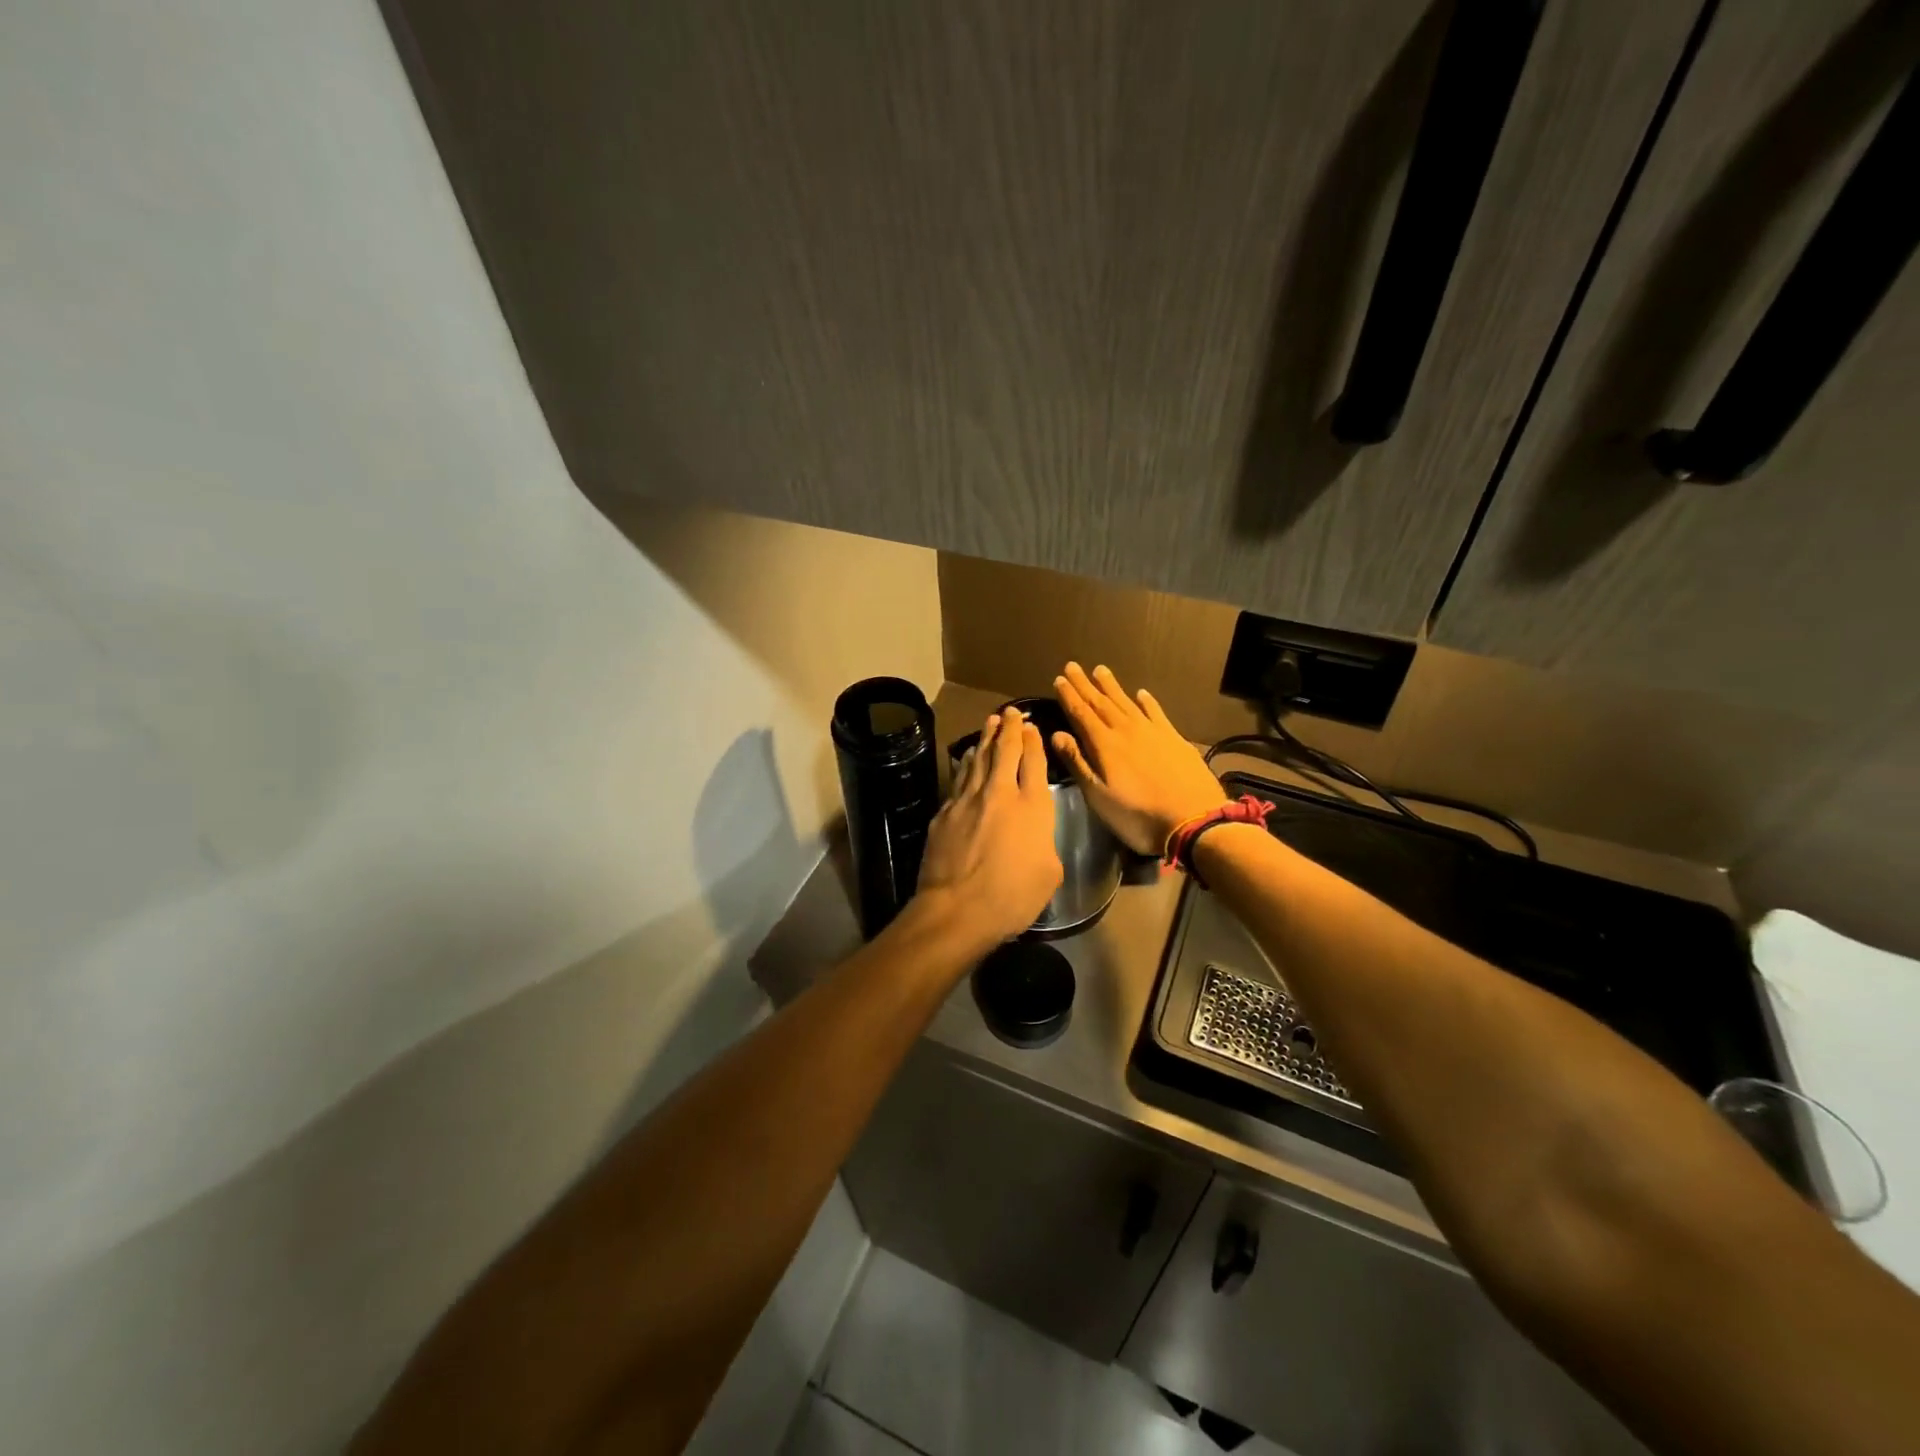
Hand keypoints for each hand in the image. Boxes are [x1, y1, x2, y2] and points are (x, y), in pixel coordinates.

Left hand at [913, 709, 1062, 948]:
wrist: (957, 909)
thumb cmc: (1012, 897)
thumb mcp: (1049, 873)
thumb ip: (1045, 843)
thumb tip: (1034, 835)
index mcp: (1033, 806)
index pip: (1034, 762)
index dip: (1033, 741)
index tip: (1032, 727)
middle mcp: (1000, 793)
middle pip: (1004, 750)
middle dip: (1009, 728)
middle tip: (1010, 712)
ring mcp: (968, 799)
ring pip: (978, 758)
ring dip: (986, 738)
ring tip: (990, 722)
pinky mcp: (945, 811)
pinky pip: (959, 777)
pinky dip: (966, 762)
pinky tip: (967, 757)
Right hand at [1052, 663, 1226, 855]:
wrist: (1193, 819)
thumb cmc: (1137, 814)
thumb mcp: (1098, 795)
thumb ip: (1077, 762)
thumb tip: (1057, 734)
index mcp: (1104, 744)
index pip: (1082, 713)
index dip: (1069, 696)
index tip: (1060, 679)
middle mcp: (1127, 730)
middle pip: (1102, 702)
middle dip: (1085, 685)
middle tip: (1073, 666)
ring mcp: (1153, 731)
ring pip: (1127, 702)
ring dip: (1112, 686)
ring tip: (1101, 670)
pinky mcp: (1175, 738)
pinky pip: (1156, 712)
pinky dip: (1147, 701)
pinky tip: (1141, 693)